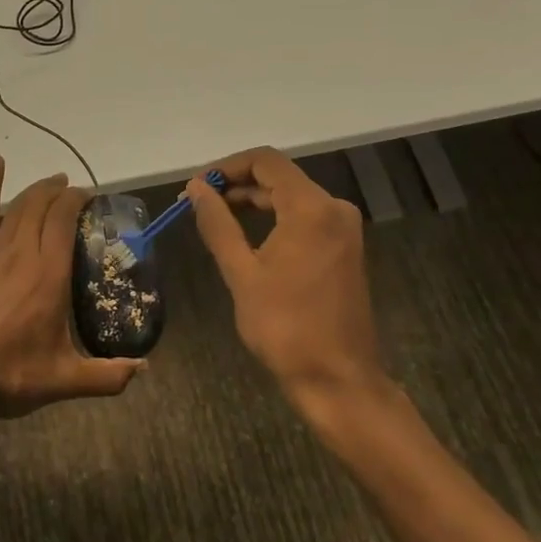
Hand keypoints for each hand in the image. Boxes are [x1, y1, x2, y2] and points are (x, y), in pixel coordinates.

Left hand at [0, 157, 142, 427]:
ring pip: (19, 206)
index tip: (91, 198)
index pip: (64, 219)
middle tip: (76, 193)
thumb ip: (109, 375)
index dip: (78, 200)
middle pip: (43, 205)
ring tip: (53, 183)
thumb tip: (145, 368)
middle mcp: (22, 253)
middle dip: (61, 191)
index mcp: (49, 275)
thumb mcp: (66, 381)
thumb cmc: (10, 377)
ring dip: (38, 190)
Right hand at [187, 147, 383, 405]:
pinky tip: (246, 233)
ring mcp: (343, 227)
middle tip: (198, 202)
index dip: (227, 166)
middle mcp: (333, 208)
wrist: (338, 379)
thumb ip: (218, 224)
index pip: (265, 161)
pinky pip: (304, 215)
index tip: (197, 187)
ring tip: (214, 216)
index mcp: (311, 208)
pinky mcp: (343, 246)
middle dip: (237, 183)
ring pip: (291, 195)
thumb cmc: (286, 327)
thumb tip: (197, 188)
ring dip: (253, 199)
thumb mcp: (242, 273)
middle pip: (279, 175)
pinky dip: (273, 216)